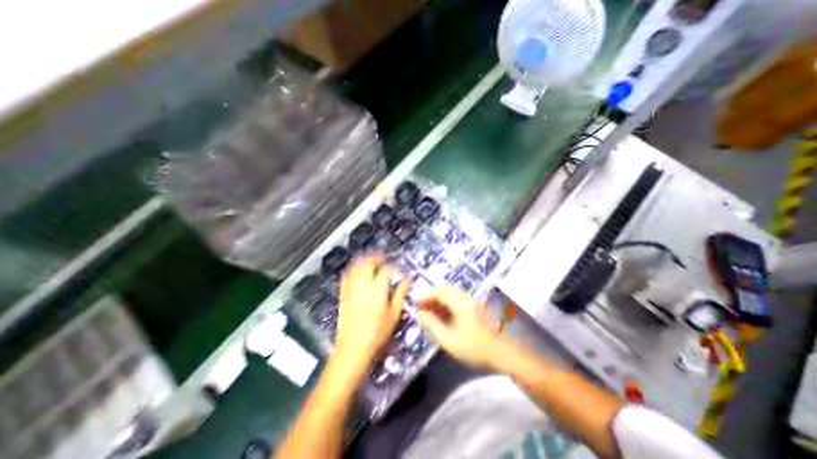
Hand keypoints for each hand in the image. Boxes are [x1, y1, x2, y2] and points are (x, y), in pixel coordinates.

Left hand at [334, 254, 407, 369]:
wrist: (354, 347)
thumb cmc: (378, 332)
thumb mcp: (394, 313)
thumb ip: (401, 293)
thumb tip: (408, 279)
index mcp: (378, 288)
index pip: (387, 269)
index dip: (394, 266)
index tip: (399, 269)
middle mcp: (363, 284)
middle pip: (369, 262)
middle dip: (377, 257)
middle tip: (384, 258)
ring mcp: (351, 288)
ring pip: (356, 266)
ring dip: (364, 260)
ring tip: (371, 261)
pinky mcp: (343, 293)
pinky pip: (346, 275)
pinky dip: (352, 269)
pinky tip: (356, 271)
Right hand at [417, 285, 508, 369]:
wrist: (502, 354)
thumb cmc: (474, 348)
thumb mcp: (449, 339)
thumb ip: (432, 324)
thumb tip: (420, 313)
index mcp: (460, 303)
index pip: (439, 292)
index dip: (426, 296)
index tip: (416, 303)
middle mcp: (466, 298)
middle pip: (445, 290)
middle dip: (432, 297)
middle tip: (422, 307)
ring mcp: (472, 302)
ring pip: (451, 295)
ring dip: (439, 301)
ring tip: (429, 313)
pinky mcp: (475, 308)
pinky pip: (457, 301)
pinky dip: (447, 305)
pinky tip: (442, 317)